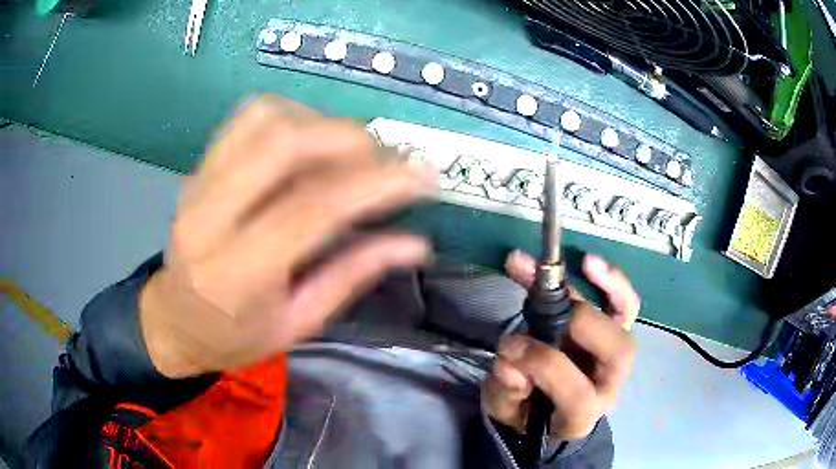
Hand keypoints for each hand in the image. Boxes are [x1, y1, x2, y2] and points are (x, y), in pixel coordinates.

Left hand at [139, 95, 436, 376]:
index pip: (312, 208)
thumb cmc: (234, 338)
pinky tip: (311, 142)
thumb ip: (352, 276)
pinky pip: (248, 117)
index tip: (424, 174)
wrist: (173, 321)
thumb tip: (415, 244)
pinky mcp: (199, 166)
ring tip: (351, 152)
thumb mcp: (297, 325)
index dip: (376, 184)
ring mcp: (199, 182)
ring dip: (321, 123)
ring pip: (266, 118)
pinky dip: (292, 116)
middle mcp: (210, 215)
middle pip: (284, 144)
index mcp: (237, 272)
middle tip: (389, 160)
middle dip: (351, 140)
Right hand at [482, 251, 639, 440]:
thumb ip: (506, 390)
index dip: (545, 365)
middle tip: (540, 307)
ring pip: (626, 321)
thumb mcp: (506, 411)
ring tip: (581, 263)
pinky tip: (591, 263)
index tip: (509, 346)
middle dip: (579, 323)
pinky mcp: (616, 332)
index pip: (578, 393)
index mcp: (581, 414)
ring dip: (606, 286)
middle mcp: (610, 383)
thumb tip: (510, 358)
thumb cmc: (528, 413)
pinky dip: (612, 282)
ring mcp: (617, 356)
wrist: (550, 410)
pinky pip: (625, 304)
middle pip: (617, 352)